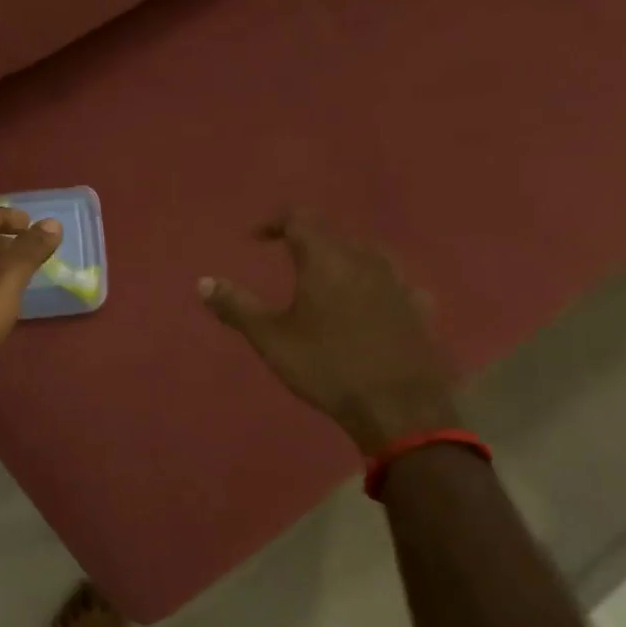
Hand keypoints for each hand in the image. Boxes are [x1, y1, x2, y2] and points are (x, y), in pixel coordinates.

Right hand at [199, 210, 459, 455]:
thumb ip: (236, 306)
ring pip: (368, 252)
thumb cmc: (326, 367)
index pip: (300, 219)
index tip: (257, 237)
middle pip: (334, 232)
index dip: (275, 222)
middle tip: (288, 255)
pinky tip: (374, 301)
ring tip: (329, 275)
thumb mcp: (271, 339)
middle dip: (308, 238)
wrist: (399, 407)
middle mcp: (365, 260)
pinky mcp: (421, 308)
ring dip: (344, 256)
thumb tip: (203, 282)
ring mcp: (399, 282)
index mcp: (325, 260)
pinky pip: (396, 281)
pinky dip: (377, 282)